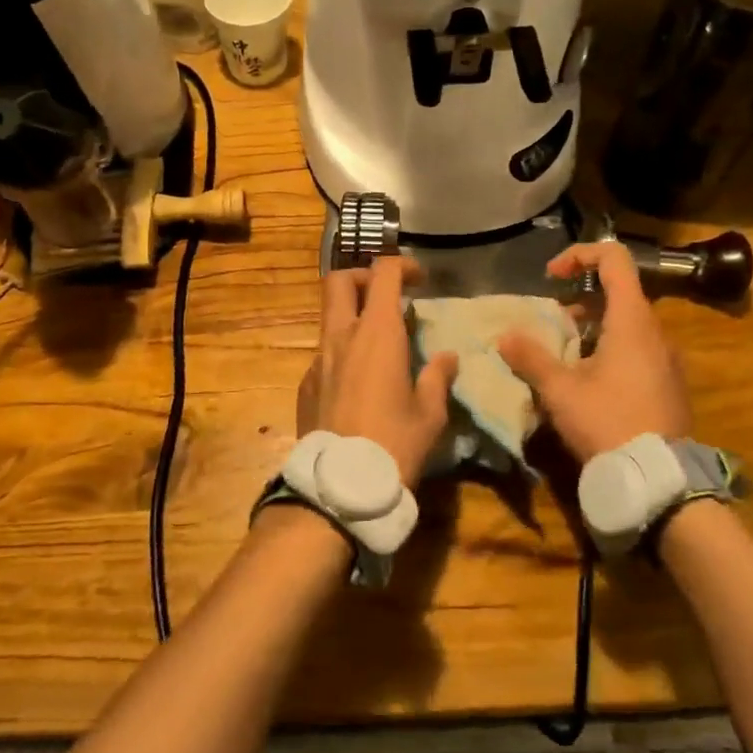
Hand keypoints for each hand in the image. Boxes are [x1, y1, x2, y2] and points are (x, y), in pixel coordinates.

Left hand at [297, 255, 457, 486]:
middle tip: (386, 296)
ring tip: (377, 344)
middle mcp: (341, 337)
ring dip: (351, 316)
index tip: (419, 280)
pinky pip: (323, 354)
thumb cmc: (395, 443)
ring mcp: (317, 360)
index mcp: (376, 334)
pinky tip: (358, 384)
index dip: (401, 266)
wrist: (341, 487)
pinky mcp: (305, 384)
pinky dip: (342, 352)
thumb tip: (447, 357)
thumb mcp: (430, 413)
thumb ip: (437, 376)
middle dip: (362, 277)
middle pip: (339, 281)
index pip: (383, 274)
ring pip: (328, 317)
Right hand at [497, 241, 691, 462]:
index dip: (579, 255)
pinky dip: (609, 349)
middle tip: (550, 324)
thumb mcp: (560, 391)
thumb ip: (531, 358)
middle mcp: (655, 331)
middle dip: (578, 299)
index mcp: (632, 320)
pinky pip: (637, 349)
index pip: (614, 259)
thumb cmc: (608, 422)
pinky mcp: (668, 383)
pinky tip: (587, 382)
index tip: (551, 277)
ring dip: (592, 327)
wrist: (658, 478)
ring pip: (626, 324)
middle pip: (618, 292)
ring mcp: (666, 358)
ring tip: (562, 356)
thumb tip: (505, 336)